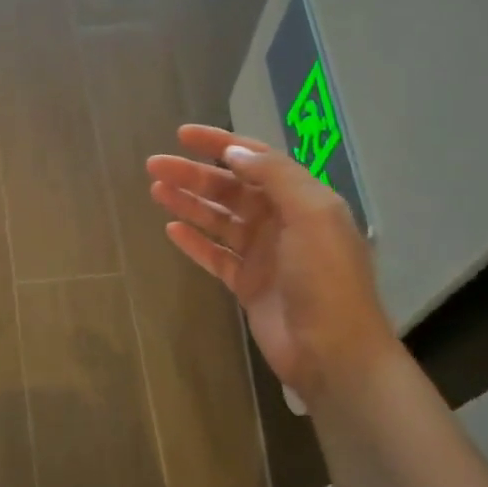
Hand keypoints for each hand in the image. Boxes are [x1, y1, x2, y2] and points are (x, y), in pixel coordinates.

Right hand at [147, 126, 396, 401]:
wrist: (333, 352)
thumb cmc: (326, 279)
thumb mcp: (311, 216)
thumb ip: (274, 177)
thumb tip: (234, 151)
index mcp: (302, 200)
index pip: (257, 160)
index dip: (220, 144)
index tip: (183, 135)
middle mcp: (282, 222)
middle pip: (230, 189)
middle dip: (194, 174)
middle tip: (155, 165)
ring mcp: (263, 254)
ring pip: (218, 219)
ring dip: (188, 203)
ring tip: (155, 190)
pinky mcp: (247, 284)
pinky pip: (215, 255)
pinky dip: (194, 241)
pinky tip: (170, 229)